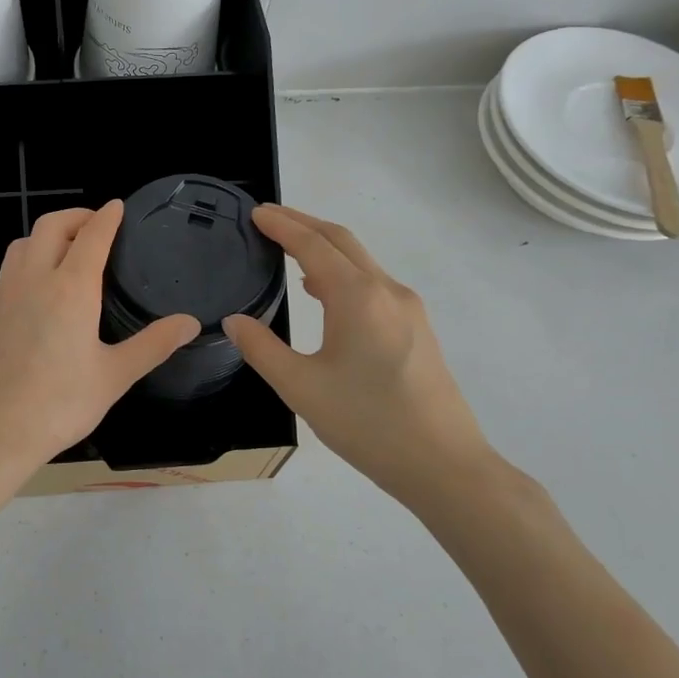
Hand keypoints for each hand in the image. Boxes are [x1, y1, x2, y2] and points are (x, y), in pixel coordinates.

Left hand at [0, 202, 199, 490]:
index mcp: (70, 289)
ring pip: (21, 245)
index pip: (92, 236)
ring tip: (64, 252)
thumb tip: (190, 322)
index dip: (107, 217)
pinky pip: (6, 274)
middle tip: (94, 225)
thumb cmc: (58, 405)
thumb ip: (153, 345)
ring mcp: (3, 295)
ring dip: (45, 236)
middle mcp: (33, 280)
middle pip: (51, 226)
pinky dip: (24, 266)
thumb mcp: (114, 376)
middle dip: (75, 216)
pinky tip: (33, 292)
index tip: (118, 206)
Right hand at [224, 205, 503, 509]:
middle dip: (304, 224)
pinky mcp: (417, 328)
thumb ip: (262, 349)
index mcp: (357, 297)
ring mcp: (407, 309)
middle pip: (342, 241)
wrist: (444, 464)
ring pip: (361, 261)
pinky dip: (342, 272)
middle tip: (268, 218)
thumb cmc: (367, 423)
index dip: (282, 226)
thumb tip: (234, 320)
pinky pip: (373, 283)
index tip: (256, 213)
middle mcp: (387, 291)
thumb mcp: (301, 388)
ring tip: (289, 248)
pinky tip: (323, 292)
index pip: (313, 245)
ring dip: (324, 247)